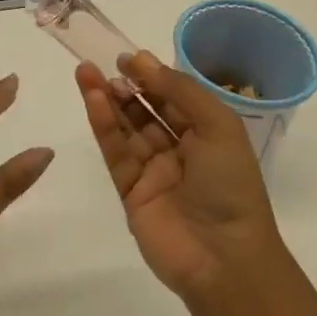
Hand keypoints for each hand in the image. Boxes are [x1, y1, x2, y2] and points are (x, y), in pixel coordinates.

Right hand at [77, 50, 285, 302]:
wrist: (223, 258)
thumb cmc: (230, 185)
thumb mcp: (217, 126)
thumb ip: (180, 90)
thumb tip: (142, 62)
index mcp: (208, 134)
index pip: (175, 98)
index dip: (153, 76)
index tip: (127, 58)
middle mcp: (180, 150)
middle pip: (147, 111)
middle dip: (126, 86)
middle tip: (103, 63)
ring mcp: (154, 172)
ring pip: (126, 128)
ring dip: (107, 100)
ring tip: (86, 72)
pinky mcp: (130, 191)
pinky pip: (115, 152)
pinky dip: (103, 125)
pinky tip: (92, 100)